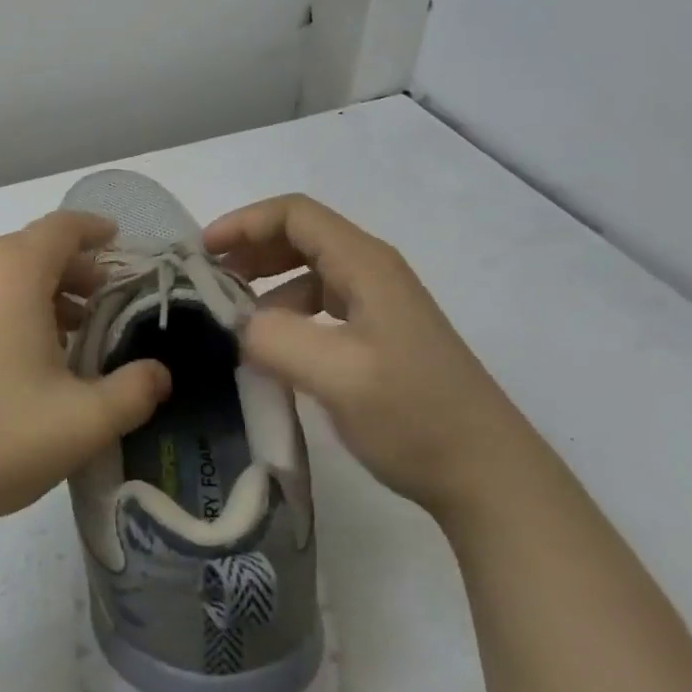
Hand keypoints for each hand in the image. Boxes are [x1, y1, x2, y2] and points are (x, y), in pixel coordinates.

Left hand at [0, 210, 171, 541]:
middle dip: (72, 268)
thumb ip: (134, 392)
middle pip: (30, 248)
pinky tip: (18, 355)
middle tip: (104, 300)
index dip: (95, 229)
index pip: (61, 227)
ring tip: (68, 332)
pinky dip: (4, 306)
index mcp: (12, 272)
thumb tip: (160, 374)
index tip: (118, 241)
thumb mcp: (83, 422)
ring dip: (38, 290)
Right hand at [204, 194, 531, 515]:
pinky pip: (321, 305)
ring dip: (265, 283)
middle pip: (301, 236)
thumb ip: (274, 338)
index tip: (203, 253)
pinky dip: (286, 313)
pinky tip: (272, 347)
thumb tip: (233, 324)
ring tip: (233, 317)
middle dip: (250, 250)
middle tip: (209, 281)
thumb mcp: (336, 375)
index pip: (294, 215)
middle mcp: (373, 273)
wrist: (489, 477)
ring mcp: (379, 305)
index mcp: (365, 265)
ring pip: (309, 271)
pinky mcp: (380, 336)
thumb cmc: (415, 416)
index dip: (244, 223)